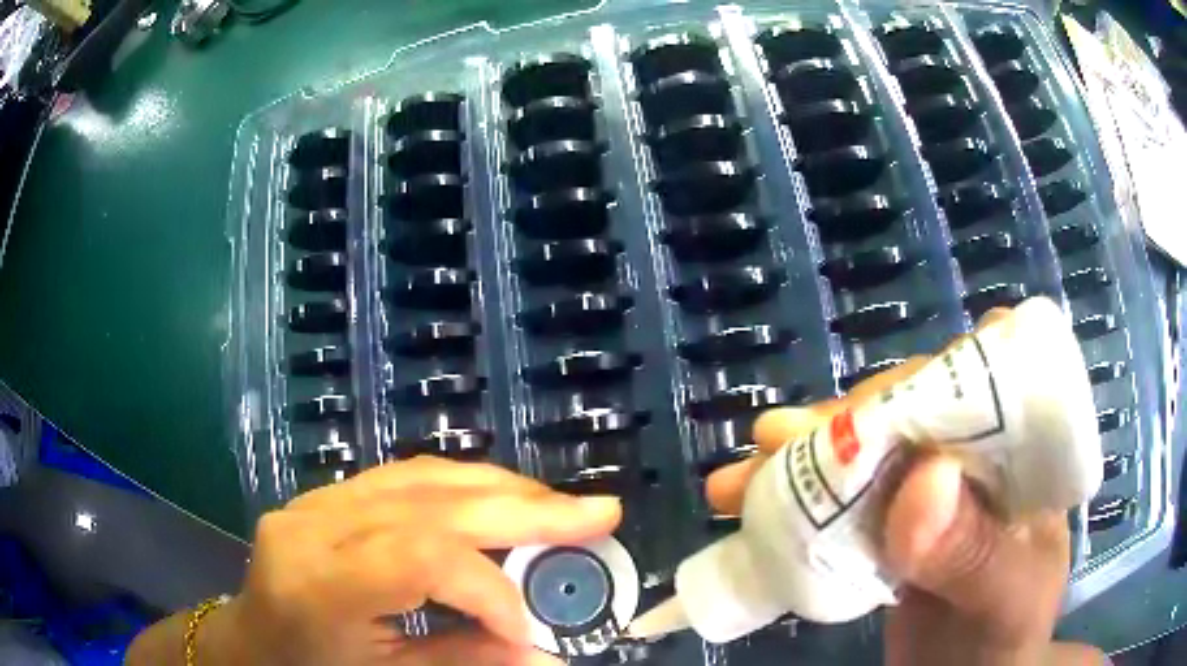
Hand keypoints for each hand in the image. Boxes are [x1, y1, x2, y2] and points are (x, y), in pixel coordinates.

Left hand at [206, 456, 621, 665]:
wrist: (250, 641)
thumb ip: (466, 663)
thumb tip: (550, 657)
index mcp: (319, 584)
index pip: (421, 559)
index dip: (491, 589)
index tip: (532, 629)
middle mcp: (314, 526)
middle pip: (431, 503)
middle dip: (525, 509)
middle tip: (599, 512)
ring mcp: (317, 499)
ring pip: (422, 477)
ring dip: (501, 488)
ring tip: (559, 505)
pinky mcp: (327, 493)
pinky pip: (405, 477)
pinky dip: (464, 486)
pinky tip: (499, 497)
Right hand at [704, 314, 1107, 665]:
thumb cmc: (1002, 639)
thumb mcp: (1003, 604)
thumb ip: (974, 554)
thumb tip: (922, 482)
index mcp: (1024, 454)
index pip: (987, 377)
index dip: (931, 377)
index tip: (866, 408)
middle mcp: (978, 456)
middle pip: (913, 409)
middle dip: (842, 422)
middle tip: (773, 441)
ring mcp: (931, 490)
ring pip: (868, 450)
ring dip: (802, 458)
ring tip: (739, 479)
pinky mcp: (892, 524)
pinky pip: (844, 498)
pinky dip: (797, 499)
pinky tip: (750, 502)